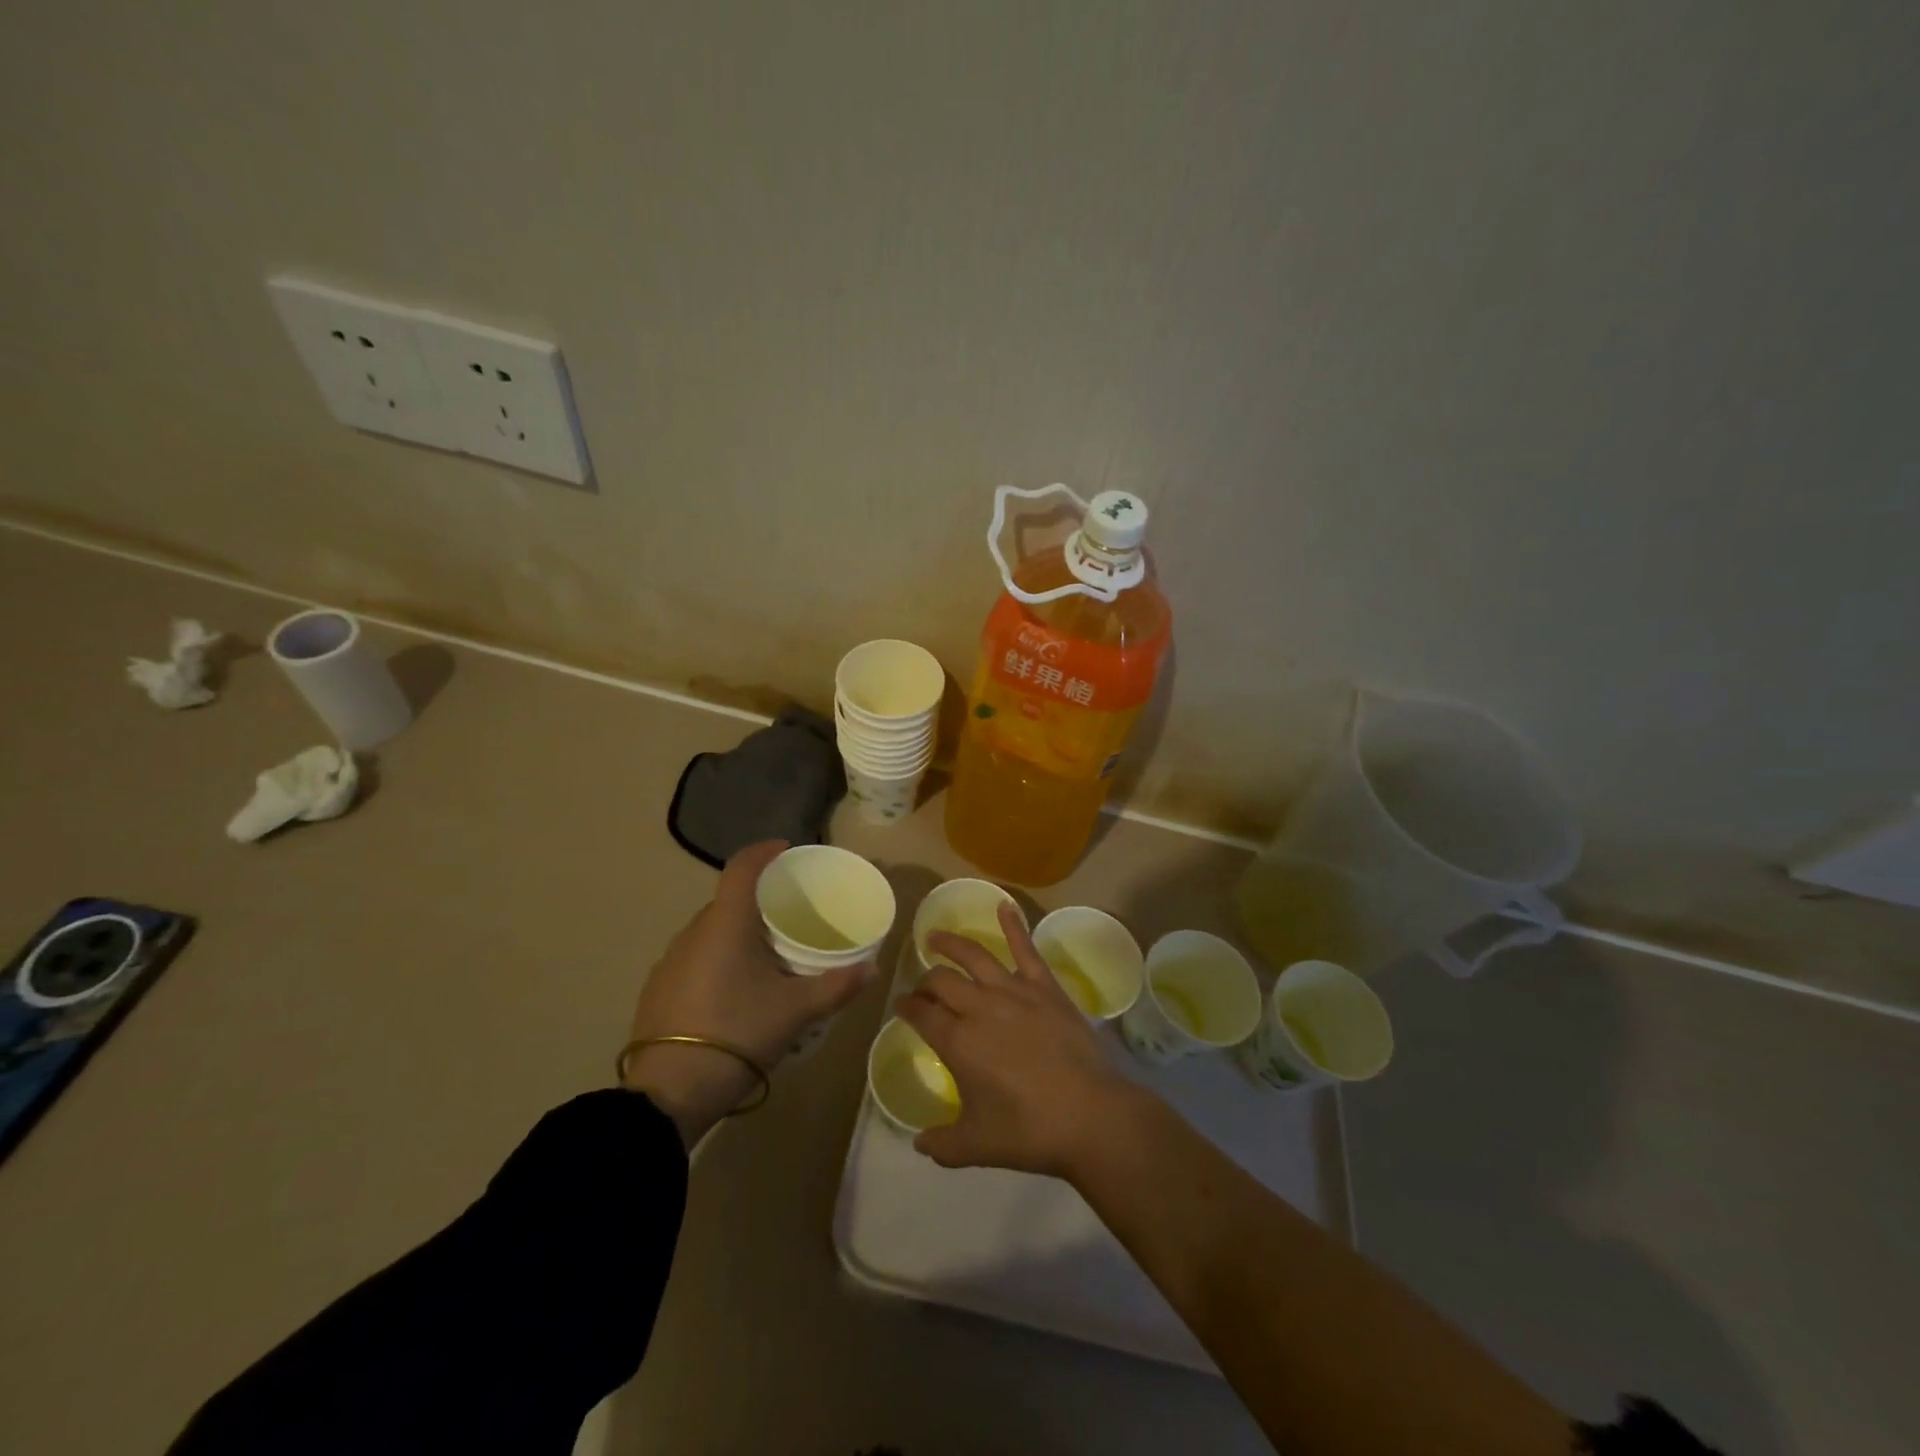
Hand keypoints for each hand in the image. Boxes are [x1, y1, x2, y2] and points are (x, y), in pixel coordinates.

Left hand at [623, 840, 874, 1146]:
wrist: (668, 1093)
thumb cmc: (737, 1033)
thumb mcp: (796, 1011)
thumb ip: (837, 986)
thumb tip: (872, 968)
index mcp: (726, 922)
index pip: (742, 866)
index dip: (765, 851)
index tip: (788, 851)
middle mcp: (694, 930)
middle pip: (730, 898)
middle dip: (760, 898)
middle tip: (793, 914)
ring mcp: (671, 959)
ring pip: (713, 929)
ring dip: (740, 931)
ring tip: (770, 953)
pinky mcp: (659, 987)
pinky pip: (698, 955)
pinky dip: (721, 956)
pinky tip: (737, 987)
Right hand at [896, 903, 1140, 1177]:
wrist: (1090, 1115)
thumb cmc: (1030, 1132)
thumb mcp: (977, 1146)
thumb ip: (942, 1144)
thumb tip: (919, 1143)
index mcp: (958, 1042)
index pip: (921, 1015)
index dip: (906, 1007)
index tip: (900, 1006)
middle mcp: (979, 1008)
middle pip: (942, 982)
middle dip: (925, 982)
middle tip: (922, 988)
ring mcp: (1014, 992)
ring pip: (974, 957)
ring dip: (950, 943)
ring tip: (935, 936)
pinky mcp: (1045, 987)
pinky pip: (1026, 949)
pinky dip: (1013, 925)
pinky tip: (1004, 906)